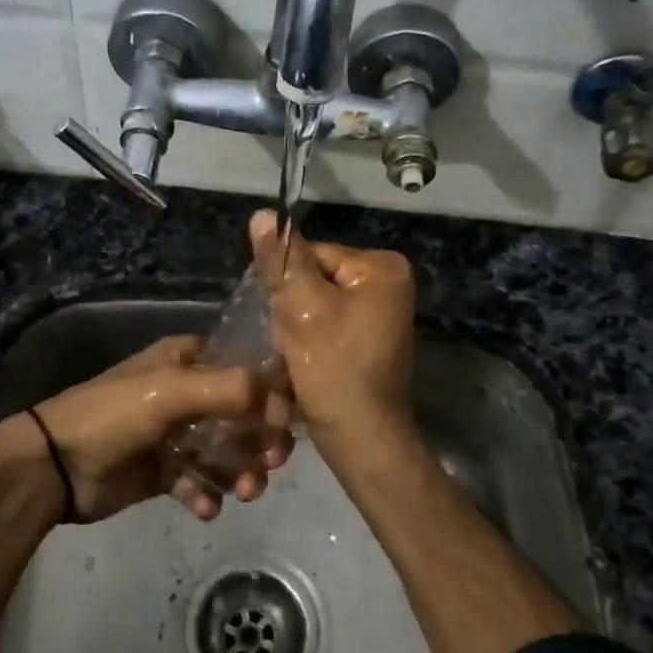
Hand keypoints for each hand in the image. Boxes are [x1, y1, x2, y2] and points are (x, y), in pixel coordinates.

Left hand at [24, 335, 284, 522]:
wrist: (55, 466)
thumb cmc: (114, 415)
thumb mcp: (170, 391)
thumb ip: (227, 389)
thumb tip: (279, 397)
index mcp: (189, 360)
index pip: (247, 369)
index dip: (272, 394)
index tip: (284, 423)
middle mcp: (189, 392)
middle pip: (245, 414)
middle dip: (261, 439)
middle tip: (269, 461)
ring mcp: (178, 434)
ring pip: (228, 452)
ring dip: (241, 472)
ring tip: (241, 492)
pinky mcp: (167, 471)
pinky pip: (201, 482)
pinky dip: (207, 494)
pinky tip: (202, 507)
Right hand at [250, 210, 416, 458]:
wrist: (362, 439)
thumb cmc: (335, 370)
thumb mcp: (302, 309)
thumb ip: (282, 261)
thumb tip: (263, 214)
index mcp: (382, 267)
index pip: (313, 254)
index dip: (289, 284)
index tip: (284, 319)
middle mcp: (389, 283)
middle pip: (315, 278)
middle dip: (293, 308)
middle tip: (290, 342)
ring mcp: (382, 313)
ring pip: (316, 304)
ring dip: (297, 327)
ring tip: (296, 356)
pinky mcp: (370, 338)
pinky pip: (328, 324)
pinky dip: (310, 340)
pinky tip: (305, 364)